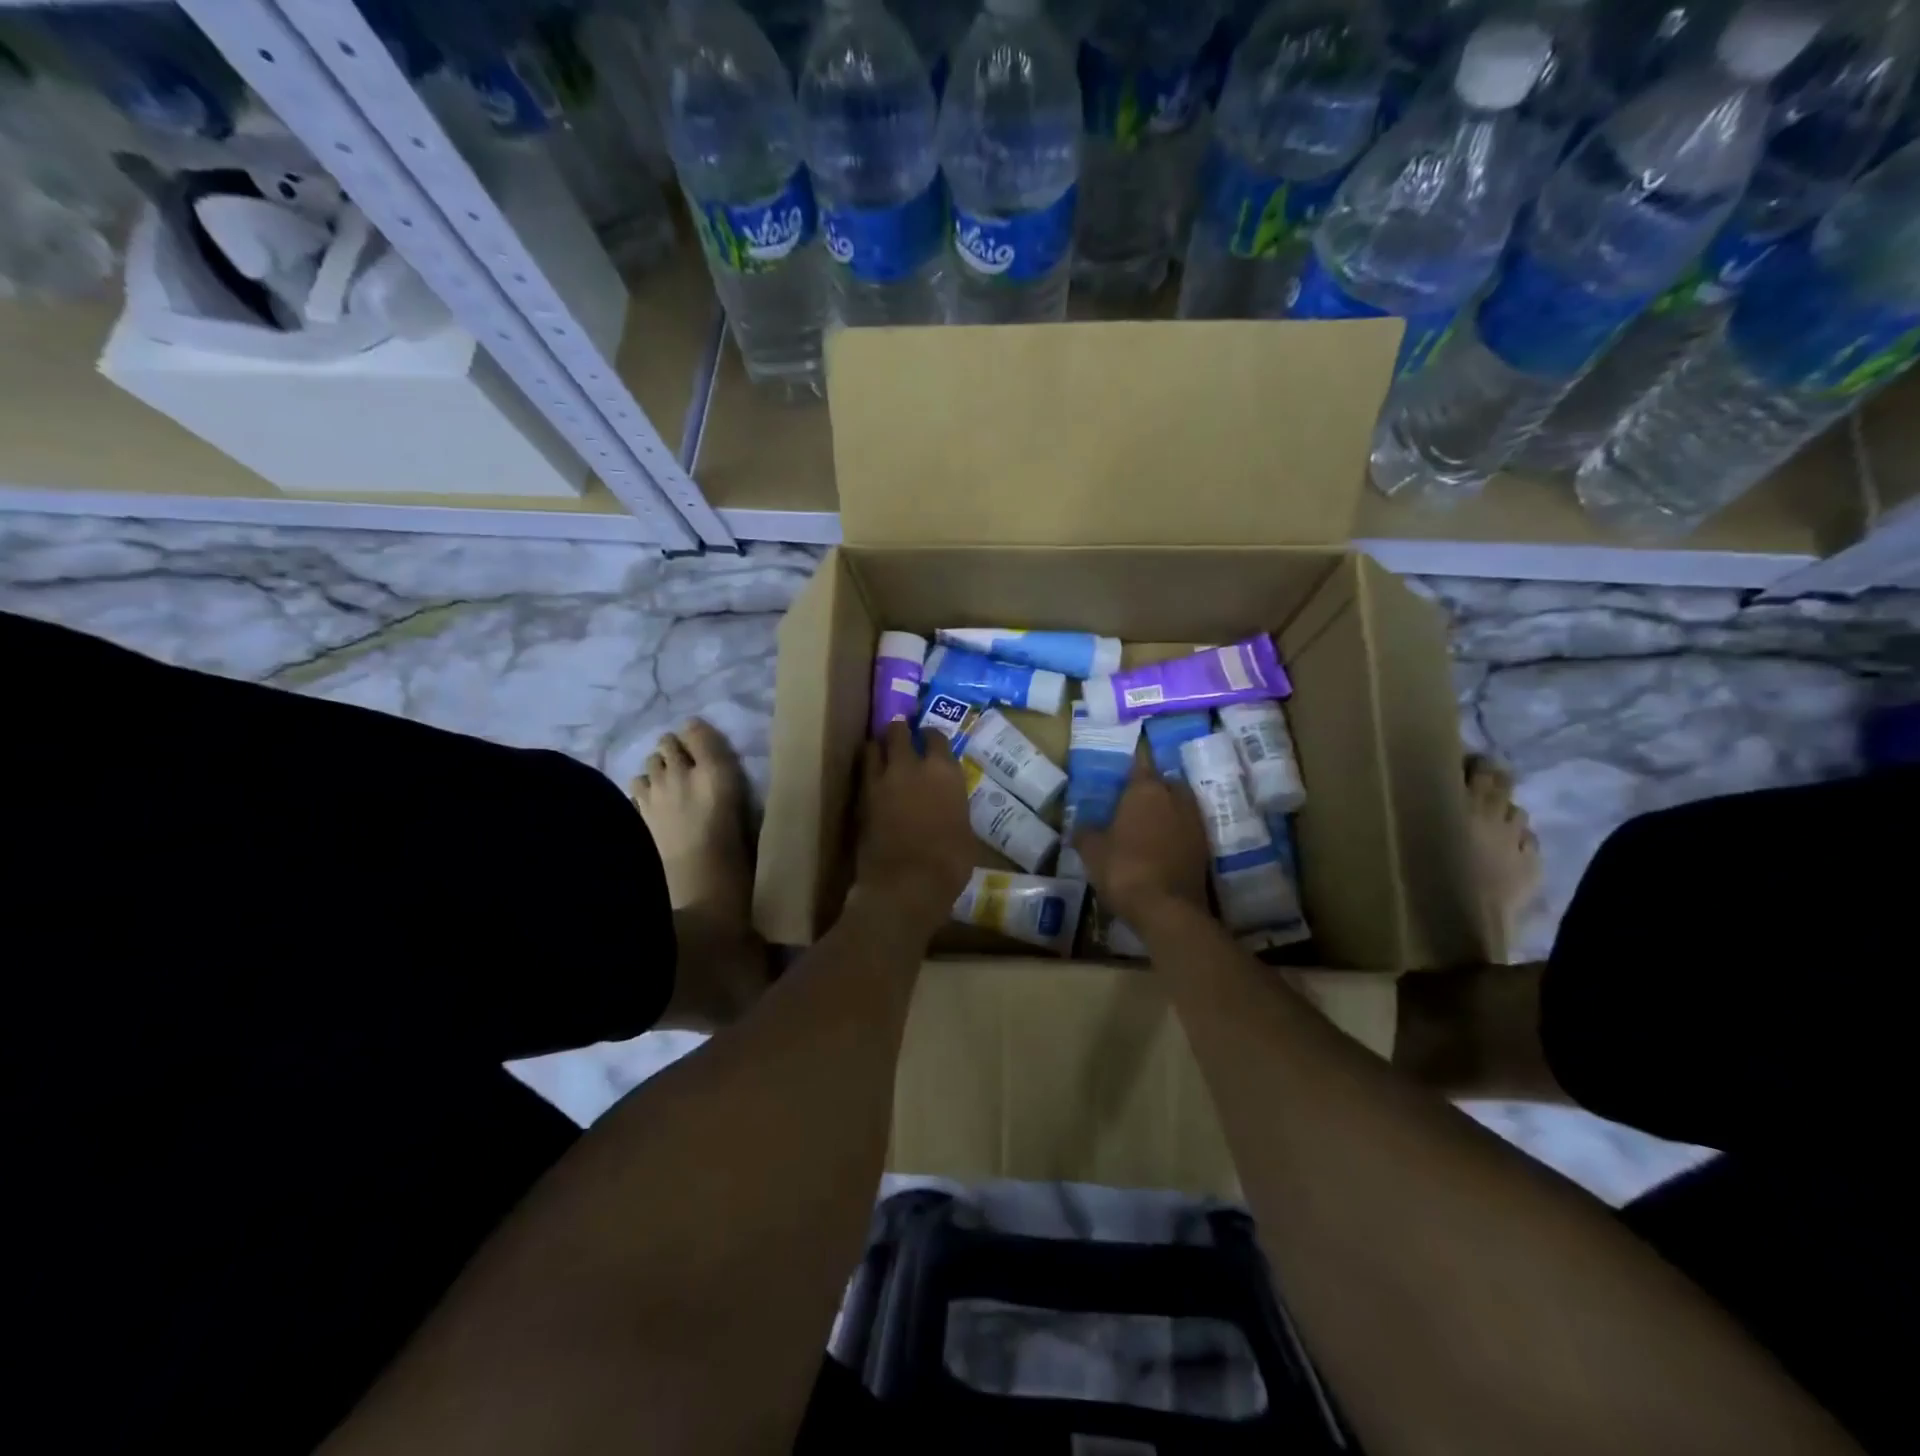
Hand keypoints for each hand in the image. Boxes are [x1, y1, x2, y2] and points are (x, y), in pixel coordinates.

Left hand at [854, 721, 974, 938]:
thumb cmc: (949, 862)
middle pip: (899, 732)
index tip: (931, 738)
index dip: (933, 736)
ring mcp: (882, 780)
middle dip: (900, 730)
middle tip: (902, 733)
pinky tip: (873, 777)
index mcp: (944, 772)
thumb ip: (954, 806)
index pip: (937, 737)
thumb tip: (948, 804)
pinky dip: (868, 770)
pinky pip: (863, 773)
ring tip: (882, 750)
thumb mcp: (965, 830)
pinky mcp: (861, 798)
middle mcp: (911, 766)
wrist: (906, 884)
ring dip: (879, 746)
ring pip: (874, 746)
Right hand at [1073, 755, 1210, 926]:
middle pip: (1165, 782)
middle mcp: (1175, 797)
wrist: (1167, 909)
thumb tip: (1080, 827)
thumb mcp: (1092, 851)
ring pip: (1179, 805)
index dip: (1131, 767)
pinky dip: (1176, 832)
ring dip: (1167, 810)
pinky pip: (1187, 828)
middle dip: (1152, 788)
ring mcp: (1194, 821)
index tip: (1122, 772)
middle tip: (1133, 801)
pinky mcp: (1205, 846)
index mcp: (1146, 789)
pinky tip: (1161, 845)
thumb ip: (1085, 833)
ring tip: (1147, 824)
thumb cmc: (1124, 869)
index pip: (1140, 764)